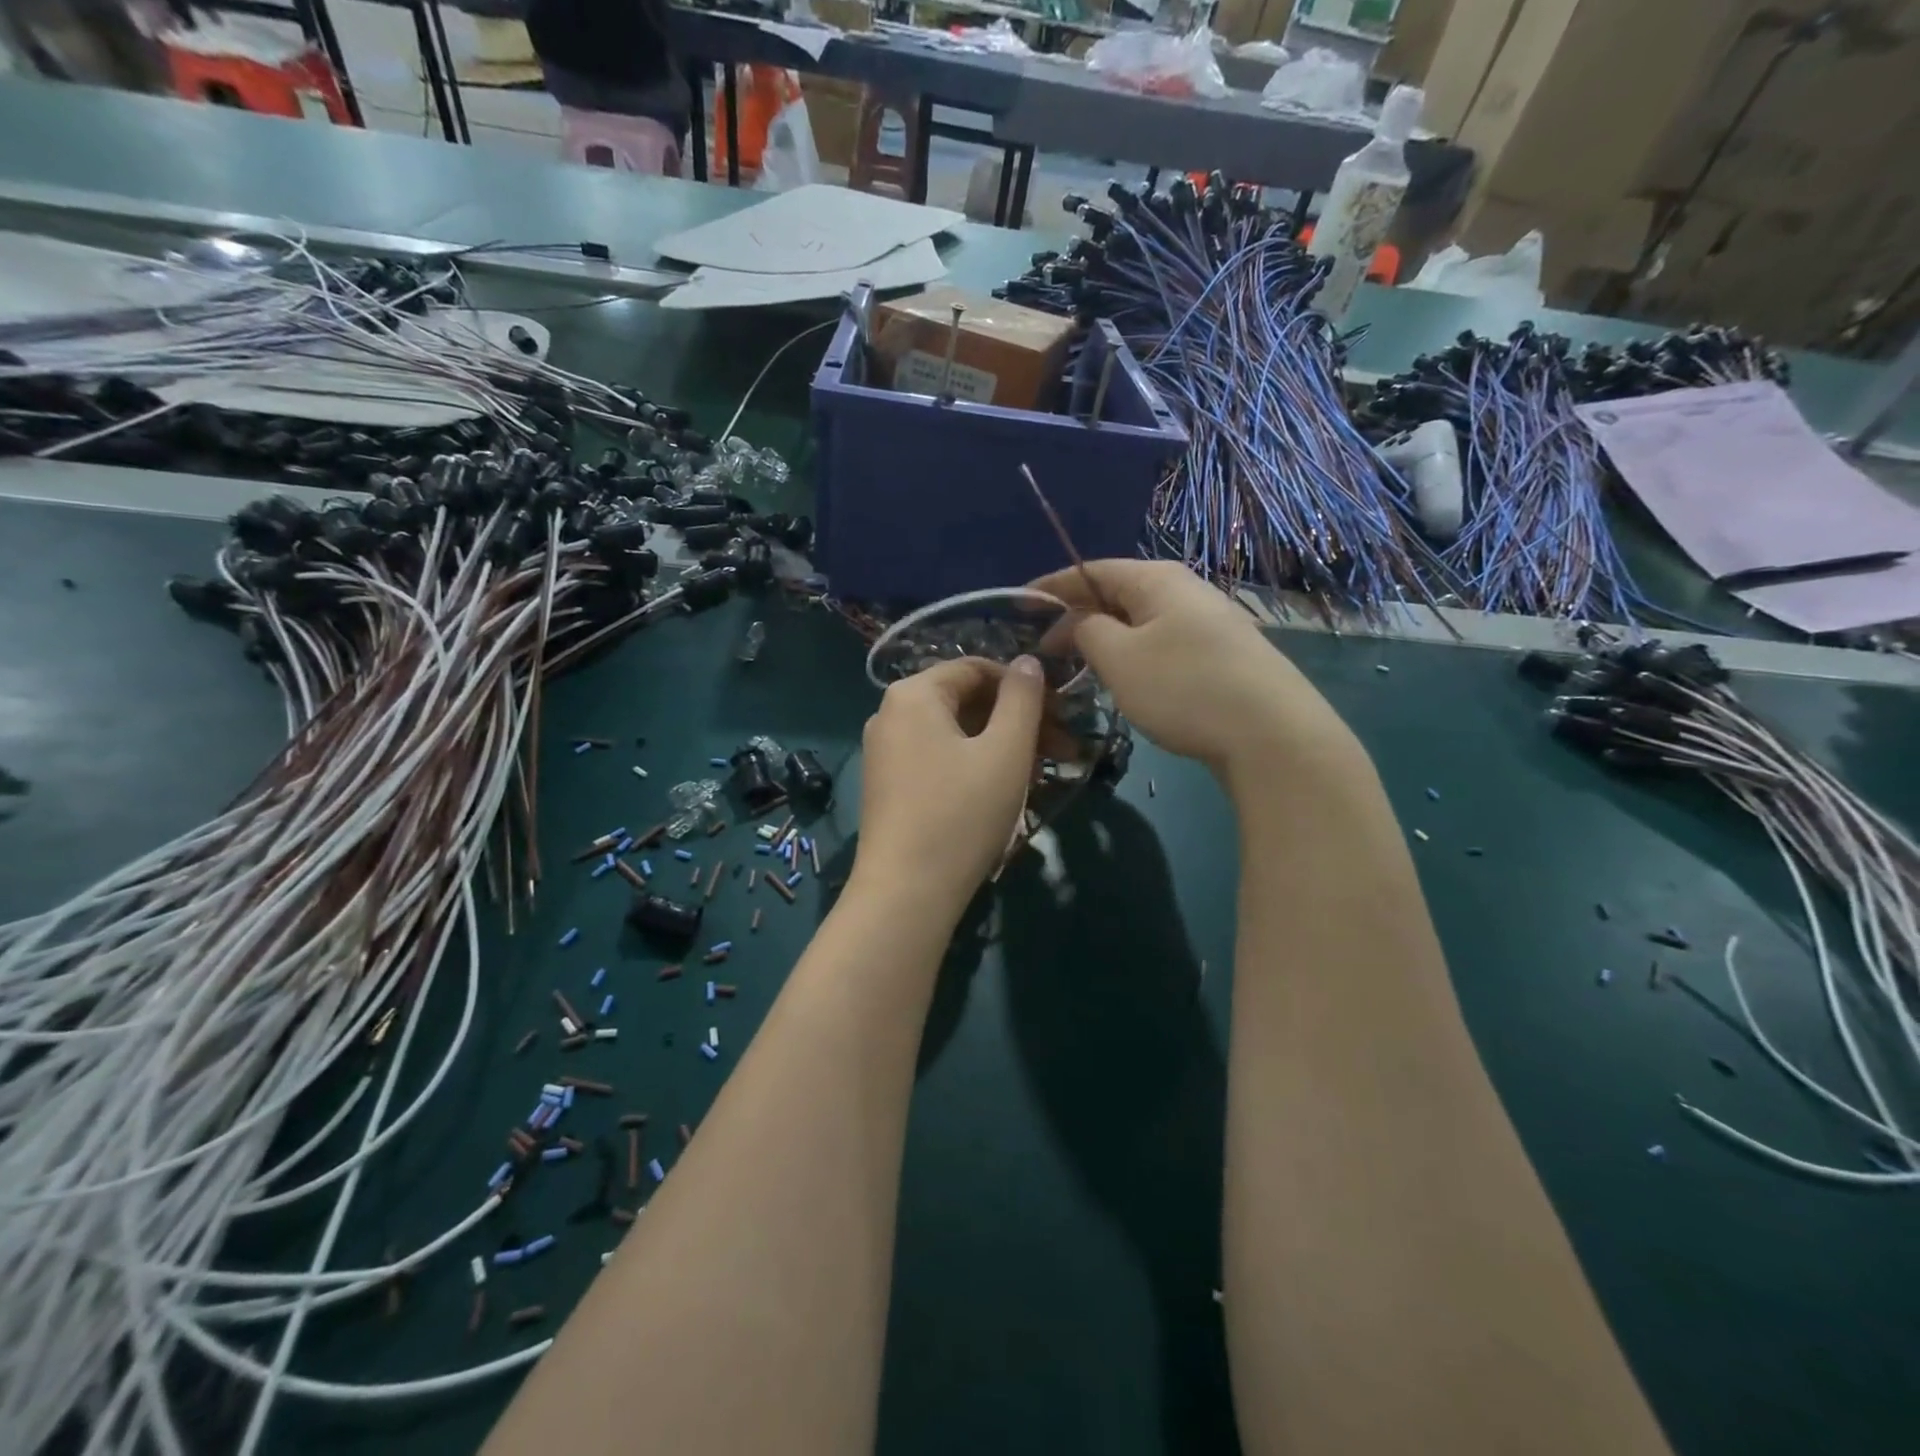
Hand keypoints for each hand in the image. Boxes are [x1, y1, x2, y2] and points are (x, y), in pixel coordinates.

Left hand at [852, 656, 1045, 918]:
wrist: (906, 893)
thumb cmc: (961, 814)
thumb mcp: (1005, 751)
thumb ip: (1023, 699)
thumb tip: (1029, 662)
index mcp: (914, 694)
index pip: (978, 669)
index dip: (1026, 686)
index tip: (1063, 715)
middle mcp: (890, 714)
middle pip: (966, 701)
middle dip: (1018, 720)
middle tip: (1064, 750)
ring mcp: (885, 752)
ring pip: (956, 733)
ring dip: (1002, 745)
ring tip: (1042, 774)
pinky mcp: (889, 785)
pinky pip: (939, 758)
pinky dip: (975, 765)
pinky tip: (1005, 790)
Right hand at [1029, 560, 1356, 779]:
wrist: (1270, 734)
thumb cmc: (1183, 687)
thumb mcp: (1119, 659)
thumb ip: (1088, 631)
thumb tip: (1082, 622)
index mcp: (1157, 580)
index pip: (1091, 570)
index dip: (1052, 586)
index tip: (1019, 604)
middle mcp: (1185, 590)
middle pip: (1118, 595)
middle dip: (1078, 617)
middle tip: (1046, 648)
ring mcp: (1209, 622)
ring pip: (1141, 622)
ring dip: (1106, 639)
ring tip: (1079, 666)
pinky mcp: (1222, 655)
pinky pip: (1163, 644)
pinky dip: (1133, 655)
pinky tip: (1126, 681)